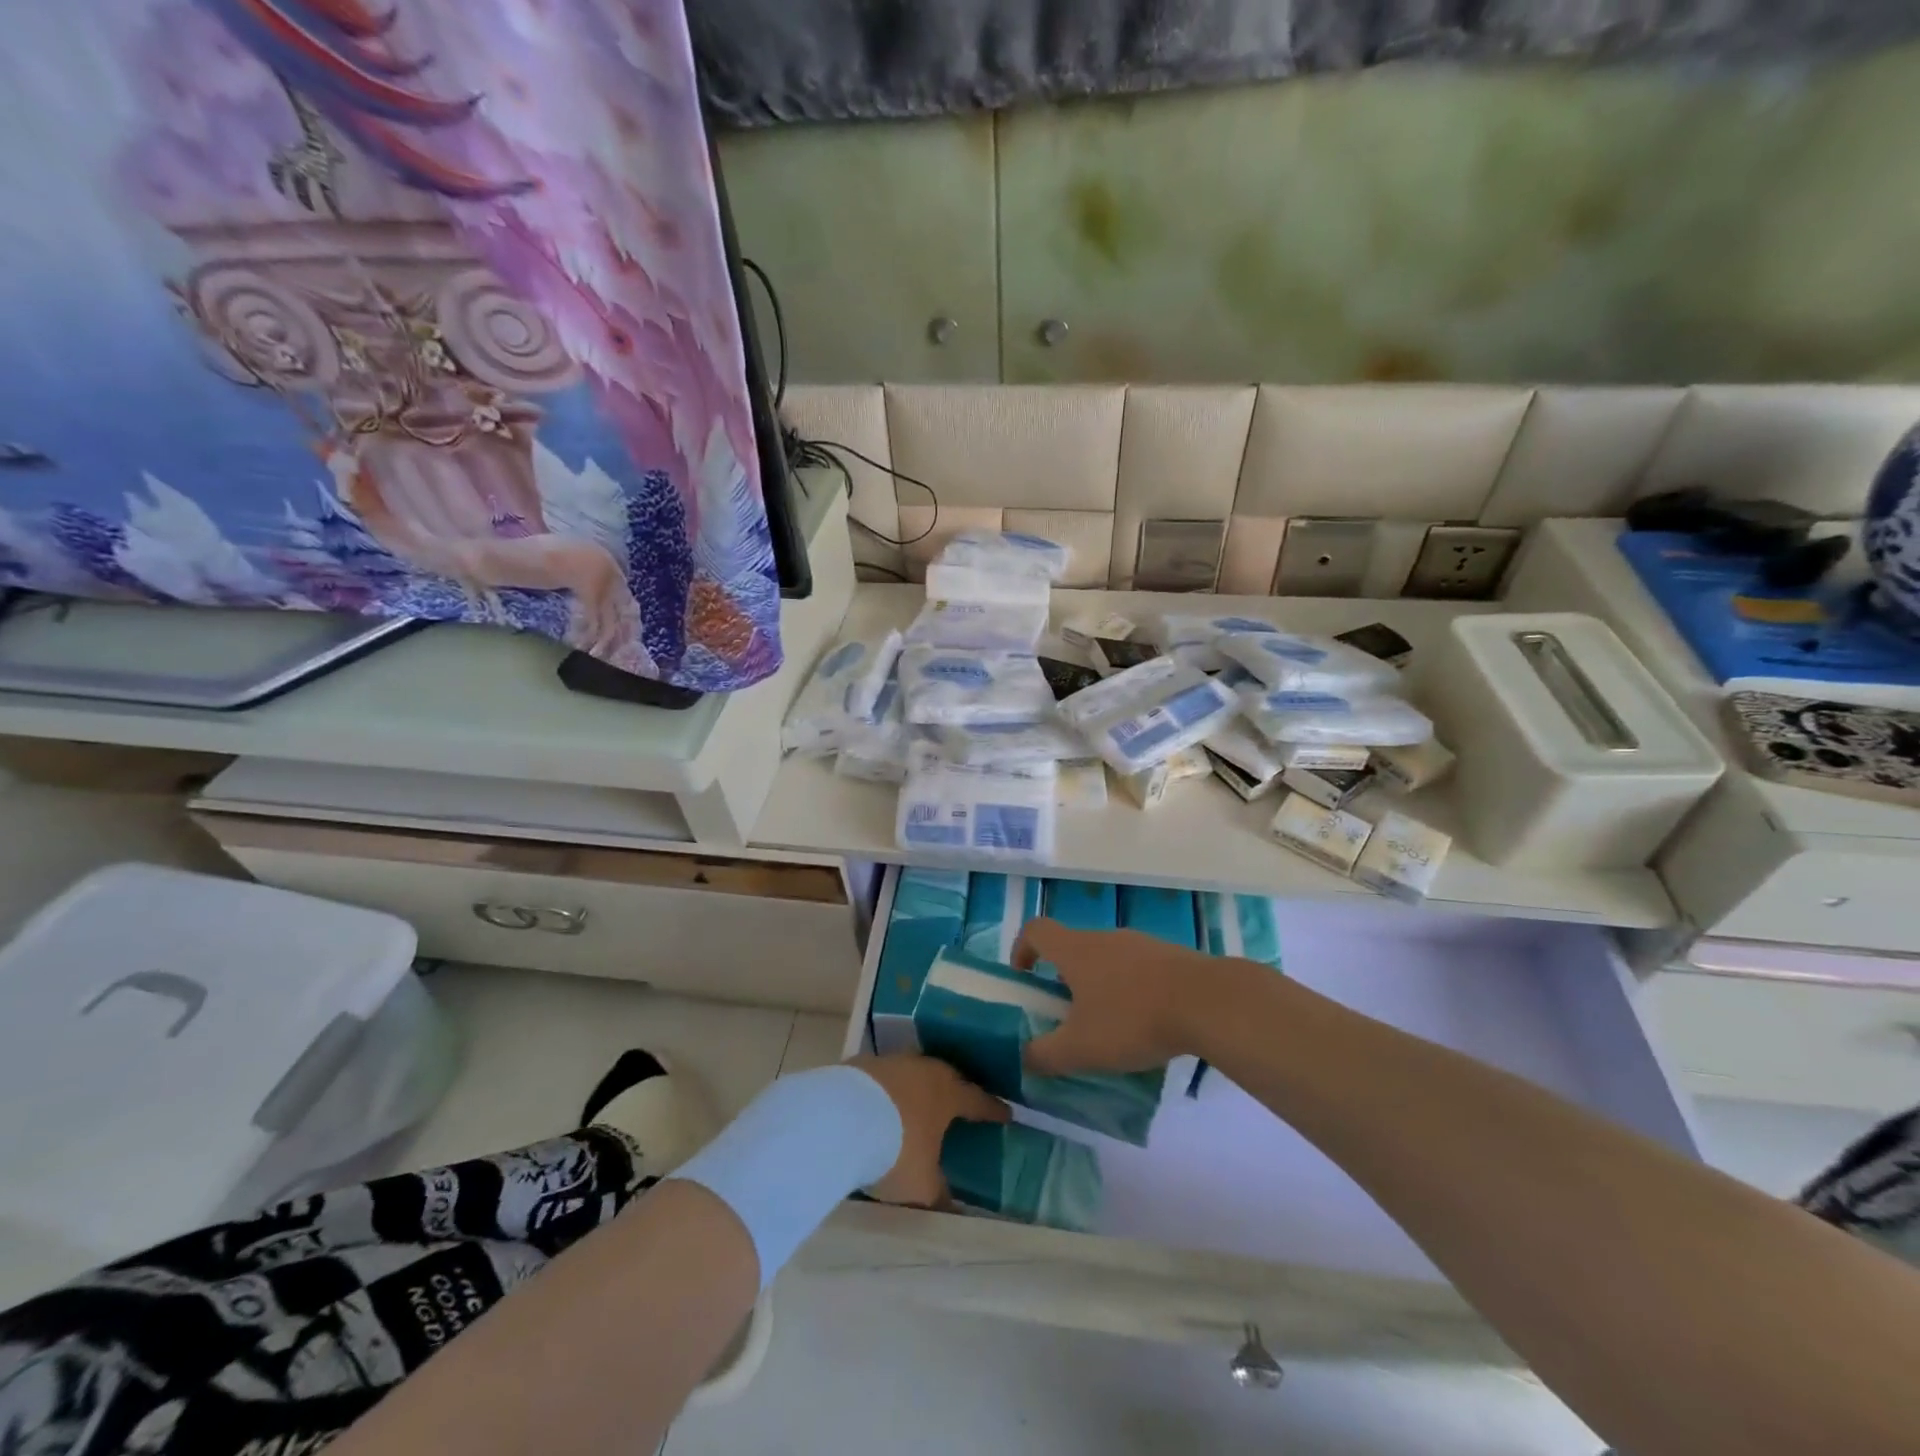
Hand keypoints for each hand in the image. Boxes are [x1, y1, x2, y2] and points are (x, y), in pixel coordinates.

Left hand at [846, 1054, 1008, 1206]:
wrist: (840, 1118)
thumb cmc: (894, 1150)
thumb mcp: (921, 1185)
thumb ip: (940, 1195)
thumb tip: (955, 1211)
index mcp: (948, 1095)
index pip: (978, 1101)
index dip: (993, 1109)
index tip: (1006, 1113)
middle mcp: (924, 1071)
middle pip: (948, 1076)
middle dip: (957, 1089)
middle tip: (962, 1100)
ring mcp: (893, 1062)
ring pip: (915, 1071)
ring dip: (920, 1085)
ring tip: (920, 1100)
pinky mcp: (863, 1064)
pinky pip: (885, 1075)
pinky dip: (889, 1088)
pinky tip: (882, 1102)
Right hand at [1012, 919, 1216, 1075]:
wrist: (1208, 1002)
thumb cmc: (1132, 1019)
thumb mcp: (1080, 1049)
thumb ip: (1044, 1055)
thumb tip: (1023, 1057)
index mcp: (1076, 950)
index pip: (1036, 930)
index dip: (1022, 949)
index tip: (1025, 979)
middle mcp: (1105, 938)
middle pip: (1073, 948)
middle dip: (1064, 979)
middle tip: (1069, 1018)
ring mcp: (1141, 944)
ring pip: (1108, 959)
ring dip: (1100, 987)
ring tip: (1111, 1028)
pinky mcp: (1171, 957)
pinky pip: (1139, 970)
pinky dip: (1133, 991)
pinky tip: (1148, 1026)